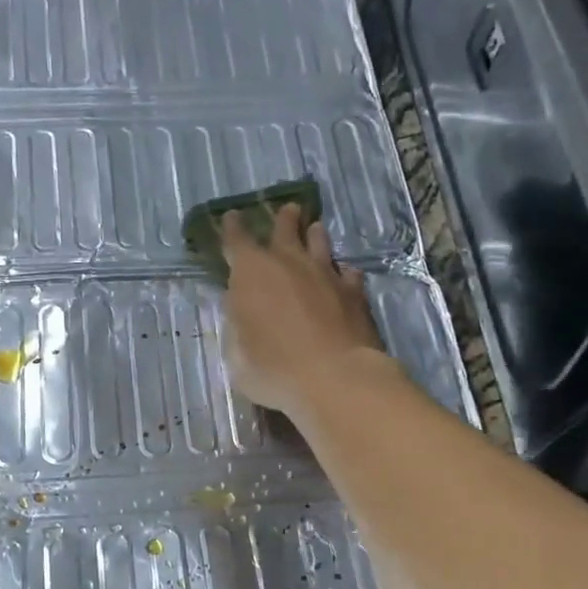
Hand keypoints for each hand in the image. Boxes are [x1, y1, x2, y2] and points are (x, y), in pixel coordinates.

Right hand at [220, 203, 385, 416]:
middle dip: (283, 219)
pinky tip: (345, 275)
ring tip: (316, 230)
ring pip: (320, 243)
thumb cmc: (274, 368)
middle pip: (285, 229)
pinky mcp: (354, 293)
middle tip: (288, 210)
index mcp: (251, 273)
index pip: (236, 240)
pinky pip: (348, 273)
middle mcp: (289, 263)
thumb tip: (242, 310)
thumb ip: (238, 325)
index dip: (232, 227)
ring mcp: (326, 275)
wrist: (335, 378)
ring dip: (315, 236)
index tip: (232, 216)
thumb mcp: (237, 354)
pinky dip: (342, 273)